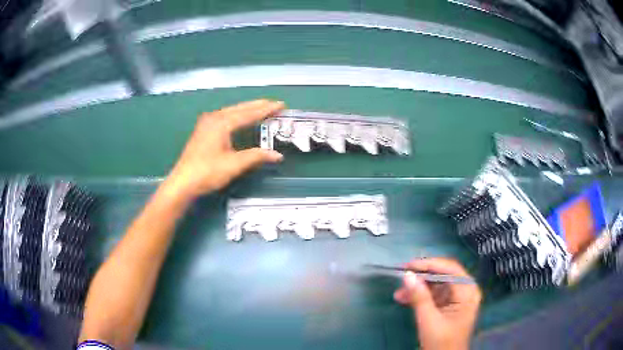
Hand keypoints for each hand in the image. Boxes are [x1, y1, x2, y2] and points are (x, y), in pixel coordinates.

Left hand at [166, 99, 284, 198]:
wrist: (183, 182)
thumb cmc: (207, 172)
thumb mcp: (234, 165)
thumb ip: (256, 156)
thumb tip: (277, 155)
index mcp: (222, 123)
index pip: (249, 113)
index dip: (266, 109)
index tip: (281, 105)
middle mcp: (214, 118)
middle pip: (240, 108)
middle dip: (258, 106)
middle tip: (274, 103)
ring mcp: (207, 123)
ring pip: (231, 111)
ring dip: (247, 109)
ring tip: (261, 108)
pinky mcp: (203, 130)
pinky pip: (225, 116)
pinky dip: (237, 115)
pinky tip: (240, 118)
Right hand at [394, 258, 480, 349]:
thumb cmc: (441, 342)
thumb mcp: (428, 320)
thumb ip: (419, 297)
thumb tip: (407, 275)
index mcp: (467, 291)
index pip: (449, 269)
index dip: (428, 264)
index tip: (407, 266)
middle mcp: (466, 290)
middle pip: (444, 274)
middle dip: (422, 277)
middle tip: (401, 278)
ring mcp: (459, 297)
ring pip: (438, 284)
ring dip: (419, 287)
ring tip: (399, 293)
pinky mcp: (451, 304)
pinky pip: (436, 294)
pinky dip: (422, 295)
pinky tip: (405, 299)